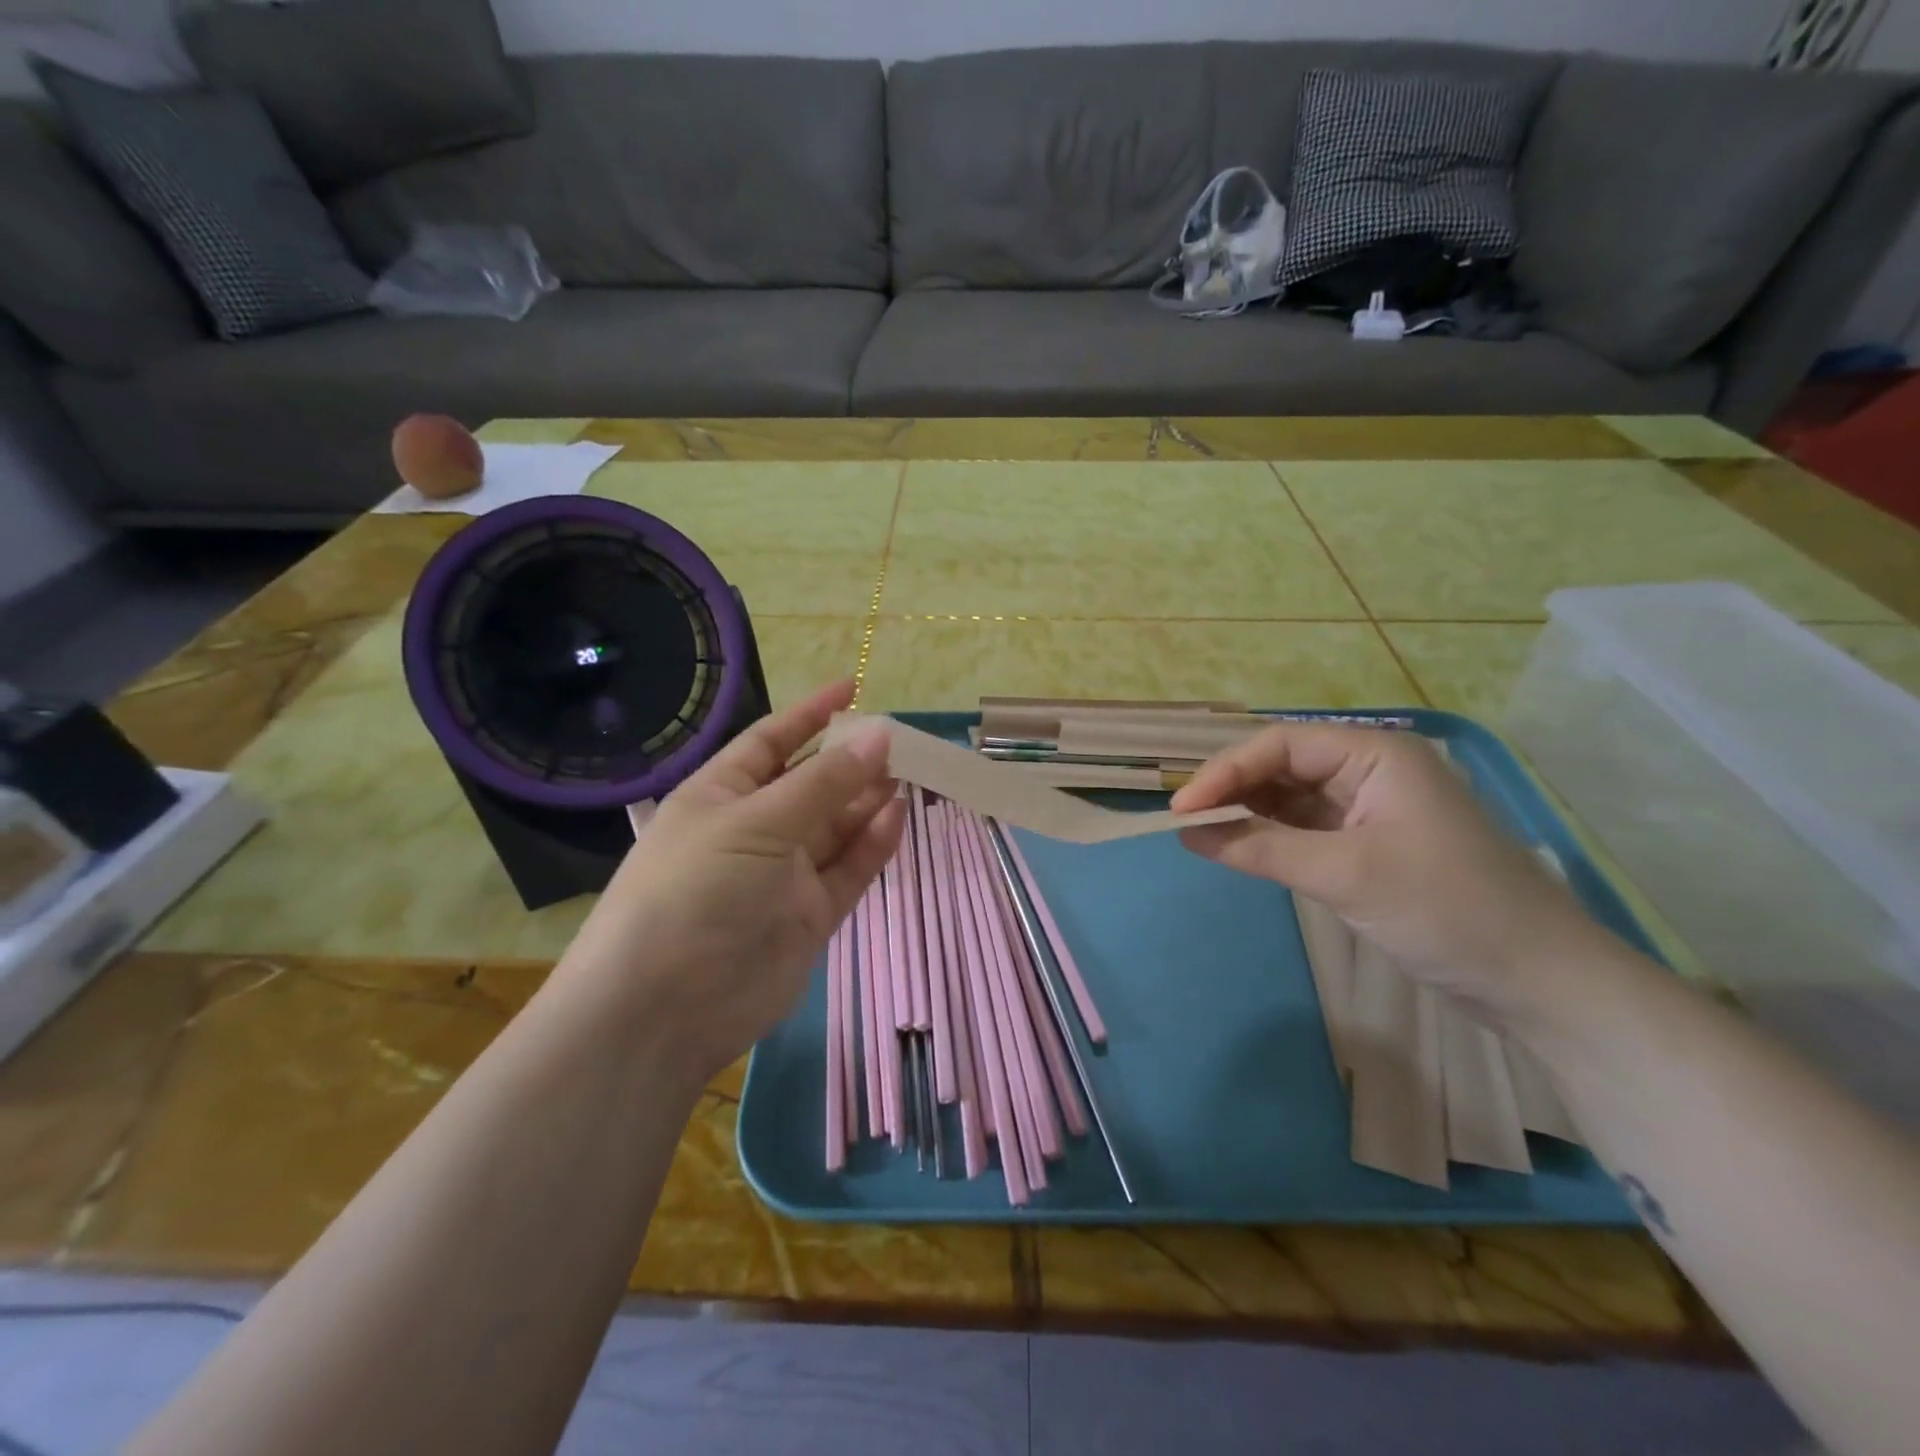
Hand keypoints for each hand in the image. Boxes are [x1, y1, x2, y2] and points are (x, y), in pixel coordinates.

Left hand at [553, 680, 902, 1085]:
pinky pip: (847, 869)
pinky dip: (872, 844)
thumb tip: (880, 734)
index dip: (810, 714)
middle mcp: (753, 829)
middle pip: (811, 784)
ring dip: (868, 800)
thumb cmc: (697, 889)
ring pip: (836, 827)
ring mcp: (783, 874)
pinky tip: (898, 817)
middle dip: (851, 761)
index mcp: (721, 794)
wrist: (665, 1008)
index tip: (853, 688)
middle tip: (900, 740)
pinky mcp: (808, 915)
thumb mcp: (758, 822)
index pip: (772, 742)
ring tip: (910, 773)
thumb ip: (825, 782)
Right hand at [1171, 724, 1592, 1009]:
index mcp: (1375, 754)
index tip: (1180, 809)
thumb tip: (1186, 832)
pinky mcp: (1370, 844)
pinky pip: (1305, 828)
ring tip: (1202, 835)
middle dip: (1232, 790)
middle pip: (1282, 766)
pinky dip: (1271, 838)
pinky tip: (1241, 850)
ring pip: (1290, 797)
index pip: (1279, 745)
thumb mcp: (1345, 875)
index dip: (1224, 772)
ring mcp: (1371, 808)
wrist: (1539, 980)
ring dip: (1248, 813)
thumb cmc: (1447, 909)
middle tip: (1184, 822)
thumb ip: (1260, 848)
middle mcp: (1371, 770)